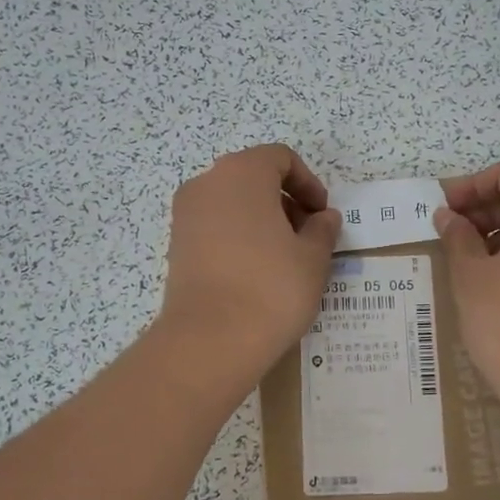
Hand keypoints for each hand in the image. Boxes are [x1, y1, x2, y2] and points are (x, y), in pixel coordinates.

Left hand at [156, 145, 341, 380]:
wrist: (210, 340)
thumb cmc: (271, 288)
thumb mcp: (313, 258)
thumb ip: (323, 229)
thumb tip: (324, 217)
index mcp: (242, 172)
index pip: (280, 158)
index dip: (308, 183)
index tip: (322, 215)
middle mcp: (207, 183)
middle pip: (253, 177)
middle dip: (284, 201)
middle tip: (307, 236)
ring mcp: (185, 215)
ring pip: (231, 203)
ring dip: (261, 220)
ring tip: (283, 258)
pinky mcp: (176, 245)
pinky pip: (214, 227)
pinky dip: (237, 237)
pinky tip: (255, 272)